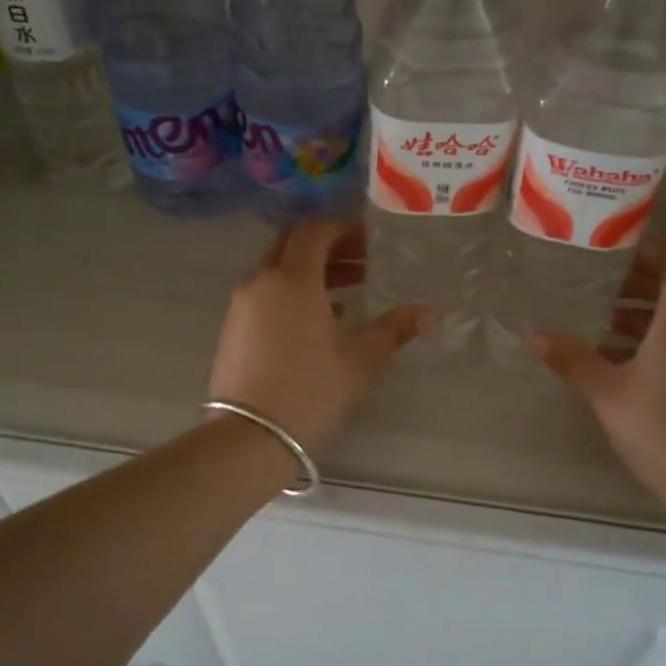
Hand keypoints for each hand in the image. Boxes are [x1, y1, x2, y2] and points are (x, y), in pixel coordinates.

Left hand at [208, 220, 432, 454]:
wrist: (249, 436)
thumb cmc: (311, 390)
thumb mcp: (362, 359)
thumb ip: (395, 328)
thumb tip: (431, 312)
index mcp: (292, 279)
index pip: (314, 231)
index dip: (344, 229)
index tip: (370, 241)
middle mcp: (261, 282)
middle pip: (291, 243)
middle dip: (327, 245)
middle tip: (361, 261)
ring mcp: (241, 305)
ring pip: (276, 269)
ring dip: (310, 270)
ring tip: (348, 291)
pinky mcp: (233, 329)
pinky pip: (265, 294)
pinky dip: (291, 292)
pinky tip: (319, 320)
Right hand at [529, 239, 665, 518]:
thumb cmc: (665, 427)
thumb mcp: (608, 392)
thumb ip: (571, 359)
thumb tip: (532, 334)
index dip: (649, 250)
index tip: (612, 253)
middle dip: (639, 285)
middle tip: (597, 289)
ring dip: (647, 317)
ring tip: (602, 327)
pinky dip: (661, 342)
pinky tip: (626, 366)